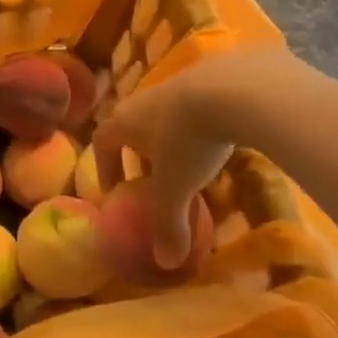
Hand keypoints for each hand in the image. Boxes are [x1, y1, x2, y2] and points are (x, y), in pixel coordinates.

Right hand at [92, 44, 293, 266]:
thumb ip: (168, 224)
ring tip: (192, 160)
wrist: (235, 88)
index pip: (102, 142)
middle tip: (155, 178)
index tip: (117, 190)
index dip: (105, 167)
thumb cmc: (190, 140)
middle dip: (139, 152)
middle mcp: (143, 98)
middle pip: (132, 125)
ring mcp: (177, 82)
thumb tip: (166, 263)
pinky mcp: (210, 74)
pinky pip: (197, 101)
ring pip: (165, 113)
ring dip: (171, 136)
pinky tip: (223, 137)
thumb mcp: (177, 187)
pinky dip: (202, 121)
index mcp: (125, 122)